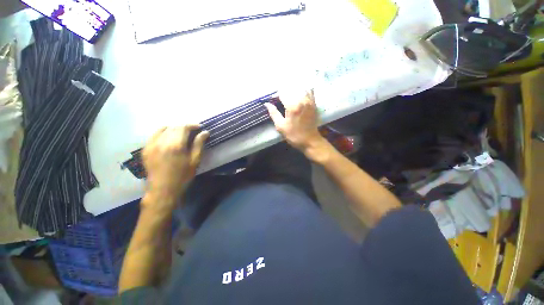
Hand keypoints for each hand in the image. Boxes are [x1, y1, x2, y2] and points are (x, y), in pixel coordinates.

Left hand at [142, 125, 208, 206]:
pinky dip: (163, 132)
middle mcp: (162, 142)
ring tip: (182, 134)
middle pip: (174, 127)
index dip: (192, 125)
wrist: (163, 190)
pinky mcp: (146, 149)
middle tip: (193, 131)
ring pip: (163, 129)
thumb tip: (205, 132)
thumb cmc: (183, 176)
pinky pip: (154, 135)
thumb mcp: (195, 161)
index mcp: (176, 145)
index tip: (200, 127)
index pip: (183, 127)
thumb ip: (199, 144)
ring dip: (174, 128)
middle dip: (184, 126)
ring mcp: (151, 145)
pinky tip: (169, 137)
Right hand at [265, 90, 324, 153]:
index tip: (273, 100)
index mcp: (292, 106)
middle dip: (284, 91)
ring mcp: (309, 101)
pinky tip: (299, 94)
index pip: (282, 93)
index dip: (276, 95)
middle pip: (291, 88)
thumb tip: (266, 103)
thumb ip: (274, 113)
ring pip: (300, 88)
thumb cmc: (294, 135)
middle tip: (280, 99)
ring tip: (289, 96)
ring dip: (293, 90)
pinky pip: (309, 91)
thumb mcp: (281, 126)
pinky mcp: (314, 104)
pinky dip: (303, 90)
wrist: (310, 141)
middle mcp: (302, 100)